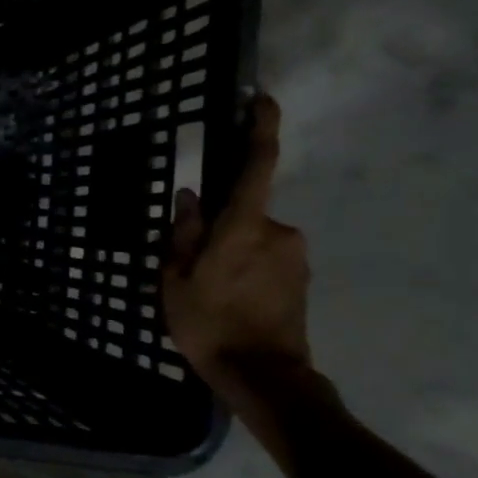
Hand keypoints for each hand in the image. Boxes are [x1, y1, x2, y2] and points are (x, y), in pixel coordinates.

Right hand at [161, 95, 310, 410]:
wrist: (263, 377)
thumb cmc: (209, 324)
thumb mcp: (176, 278)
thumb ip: (183, 233)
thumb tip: (191, 197)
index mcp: (244, 227)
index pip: (258, 166)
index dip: (261, 130)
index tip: (261, 100)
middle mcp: (279, 233)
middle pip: (244, 212)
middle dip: (220, 228)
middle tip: (191, 264)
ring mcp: (295, 257)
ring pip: (254, 239)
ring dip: (232, 252)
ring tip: (207, 290)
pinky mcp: (301, 279)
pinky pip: (266, 260)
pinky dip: (245, 270)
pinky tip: (229, 301)